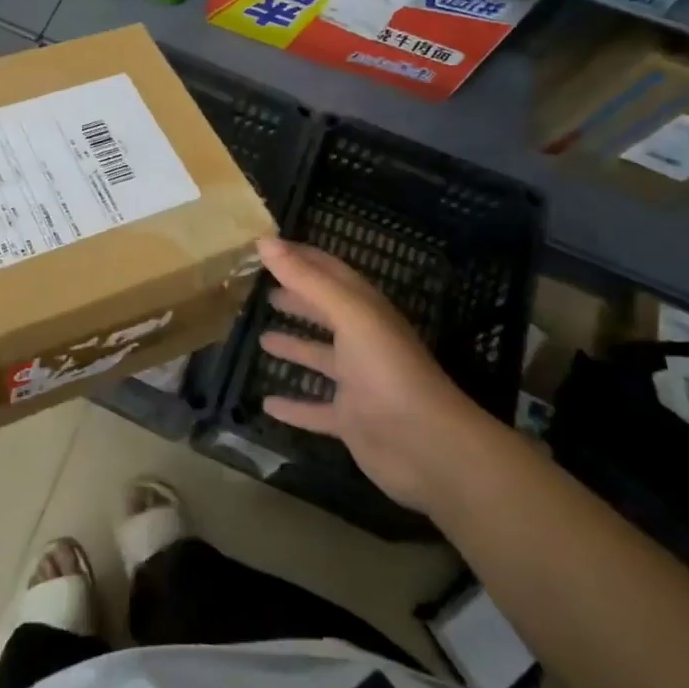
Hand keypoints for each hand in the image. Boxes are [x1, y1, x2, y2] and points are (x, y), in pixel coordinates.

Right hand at [256, 237, 487, 513]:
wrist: (427, 447)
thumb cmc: (388, 369)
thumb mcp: (349, 315)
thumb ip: (307, 280)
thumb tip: (265, 240)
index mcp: (365, 310)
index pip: (330, 272)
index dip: (301, 257)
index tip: (267, 247)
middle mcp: (362, 341)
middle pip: (325, 312)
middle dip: (297, 300)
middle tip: (264, 292)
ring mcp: (357, 383)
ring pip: (319, 358)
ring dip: (294, 347)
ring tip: (261, 339)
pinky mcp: (350, 421)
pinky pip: (315, 410)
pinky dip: (293, 406)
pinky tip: (267, 404)